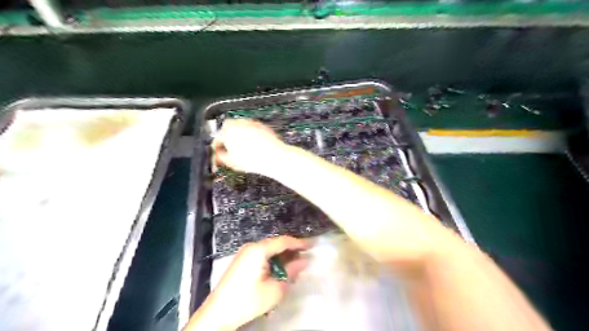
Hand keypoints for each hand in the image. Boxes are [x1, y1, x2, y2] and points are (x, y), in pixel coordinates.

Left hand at [186, 235, 307, 330]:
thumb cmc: (248, 300)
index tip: (312, 246)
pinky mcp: (242, 261)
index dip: (299, 243)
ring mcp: (245, 253)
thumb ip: (291, 272)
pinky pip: (262, 256)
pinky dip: (273, 260)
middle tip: (305, 257)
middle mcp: (251, 247)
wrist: (218, 313)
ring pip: (269, 250)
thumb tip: (304, 261)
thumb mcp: (274, 288)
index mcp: (258, 249)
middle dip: (291, 250)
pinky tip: (280, 269)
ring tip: (295, 265)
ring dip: (282, 257)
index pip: (283, 241)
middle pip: (276, 244)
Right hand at [212, 119, 288, 174]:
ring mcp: (253, 123)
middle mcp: (240, 123)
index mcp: (227, 129)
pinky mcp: (264, 126)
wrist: (274, 157)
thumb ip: (220, 156)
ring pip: (242, 129)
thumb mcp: (231, 162)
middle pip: (229, 130)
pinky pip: (254, 131)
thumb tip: (218, 155)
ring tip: (244, 151)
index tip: (219, 154)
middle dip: (229, 140)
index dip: (217, 148)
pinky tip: (255, 148)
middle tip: (231, 152)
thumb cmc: (253, 160)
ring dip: (240, 138)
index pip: (217, 137)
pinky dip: (252, 137)